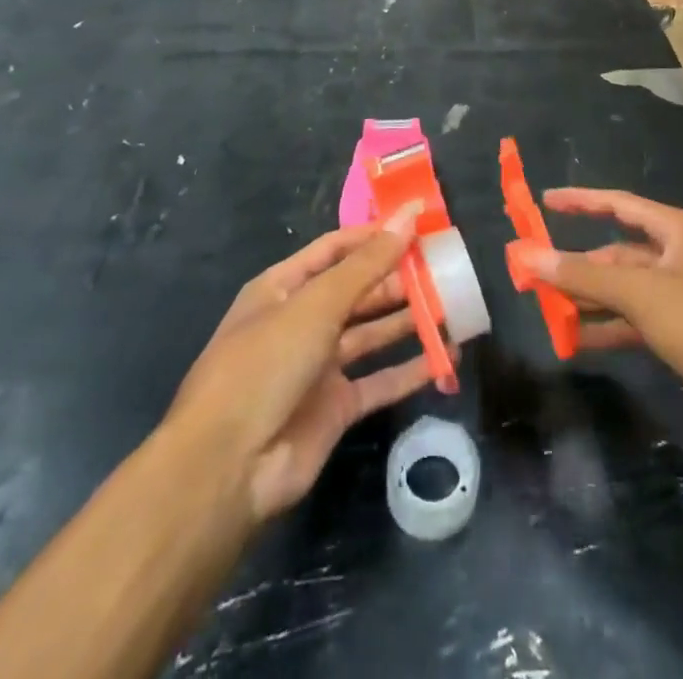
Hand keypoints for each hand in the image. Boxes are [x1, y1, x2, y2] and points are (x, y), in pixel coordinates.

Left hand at [167, 203, 439, 523]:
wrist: (228, 468)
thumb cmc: (266, 364)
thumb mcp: (317, 304)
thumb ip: (369, 262)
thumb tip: (410, 214)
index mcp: (283, 288)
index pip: (336, 249)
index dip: (375, 235)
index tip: (420, 225)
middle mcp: (300, 322)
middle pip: (357, 290)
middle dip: (397, 278)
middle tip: (446, 266)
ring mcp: (318, 367)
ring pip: (371, 333)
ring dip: (408, 319)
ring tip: (454, 302)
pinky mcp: (335, 408)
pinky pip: (380, 381)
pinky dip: (411, 369)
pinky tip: (447, 356)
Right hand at [514, 189, 682, 439]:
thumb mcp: (641, 292)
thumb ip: (582, 273)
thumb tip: (527, 254)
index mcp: (676, 231)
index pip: (619, 204)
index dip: (580, 201)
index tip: (543, 202)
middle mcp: (679, 258)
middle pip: (618, 253)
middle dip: (578, 265)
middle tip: (534, 275)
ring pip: (625, 292)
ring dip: (589, 300)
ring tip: (547, 310)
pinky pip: (635, 324)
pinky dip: (607, 329)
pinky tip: (576, 340)